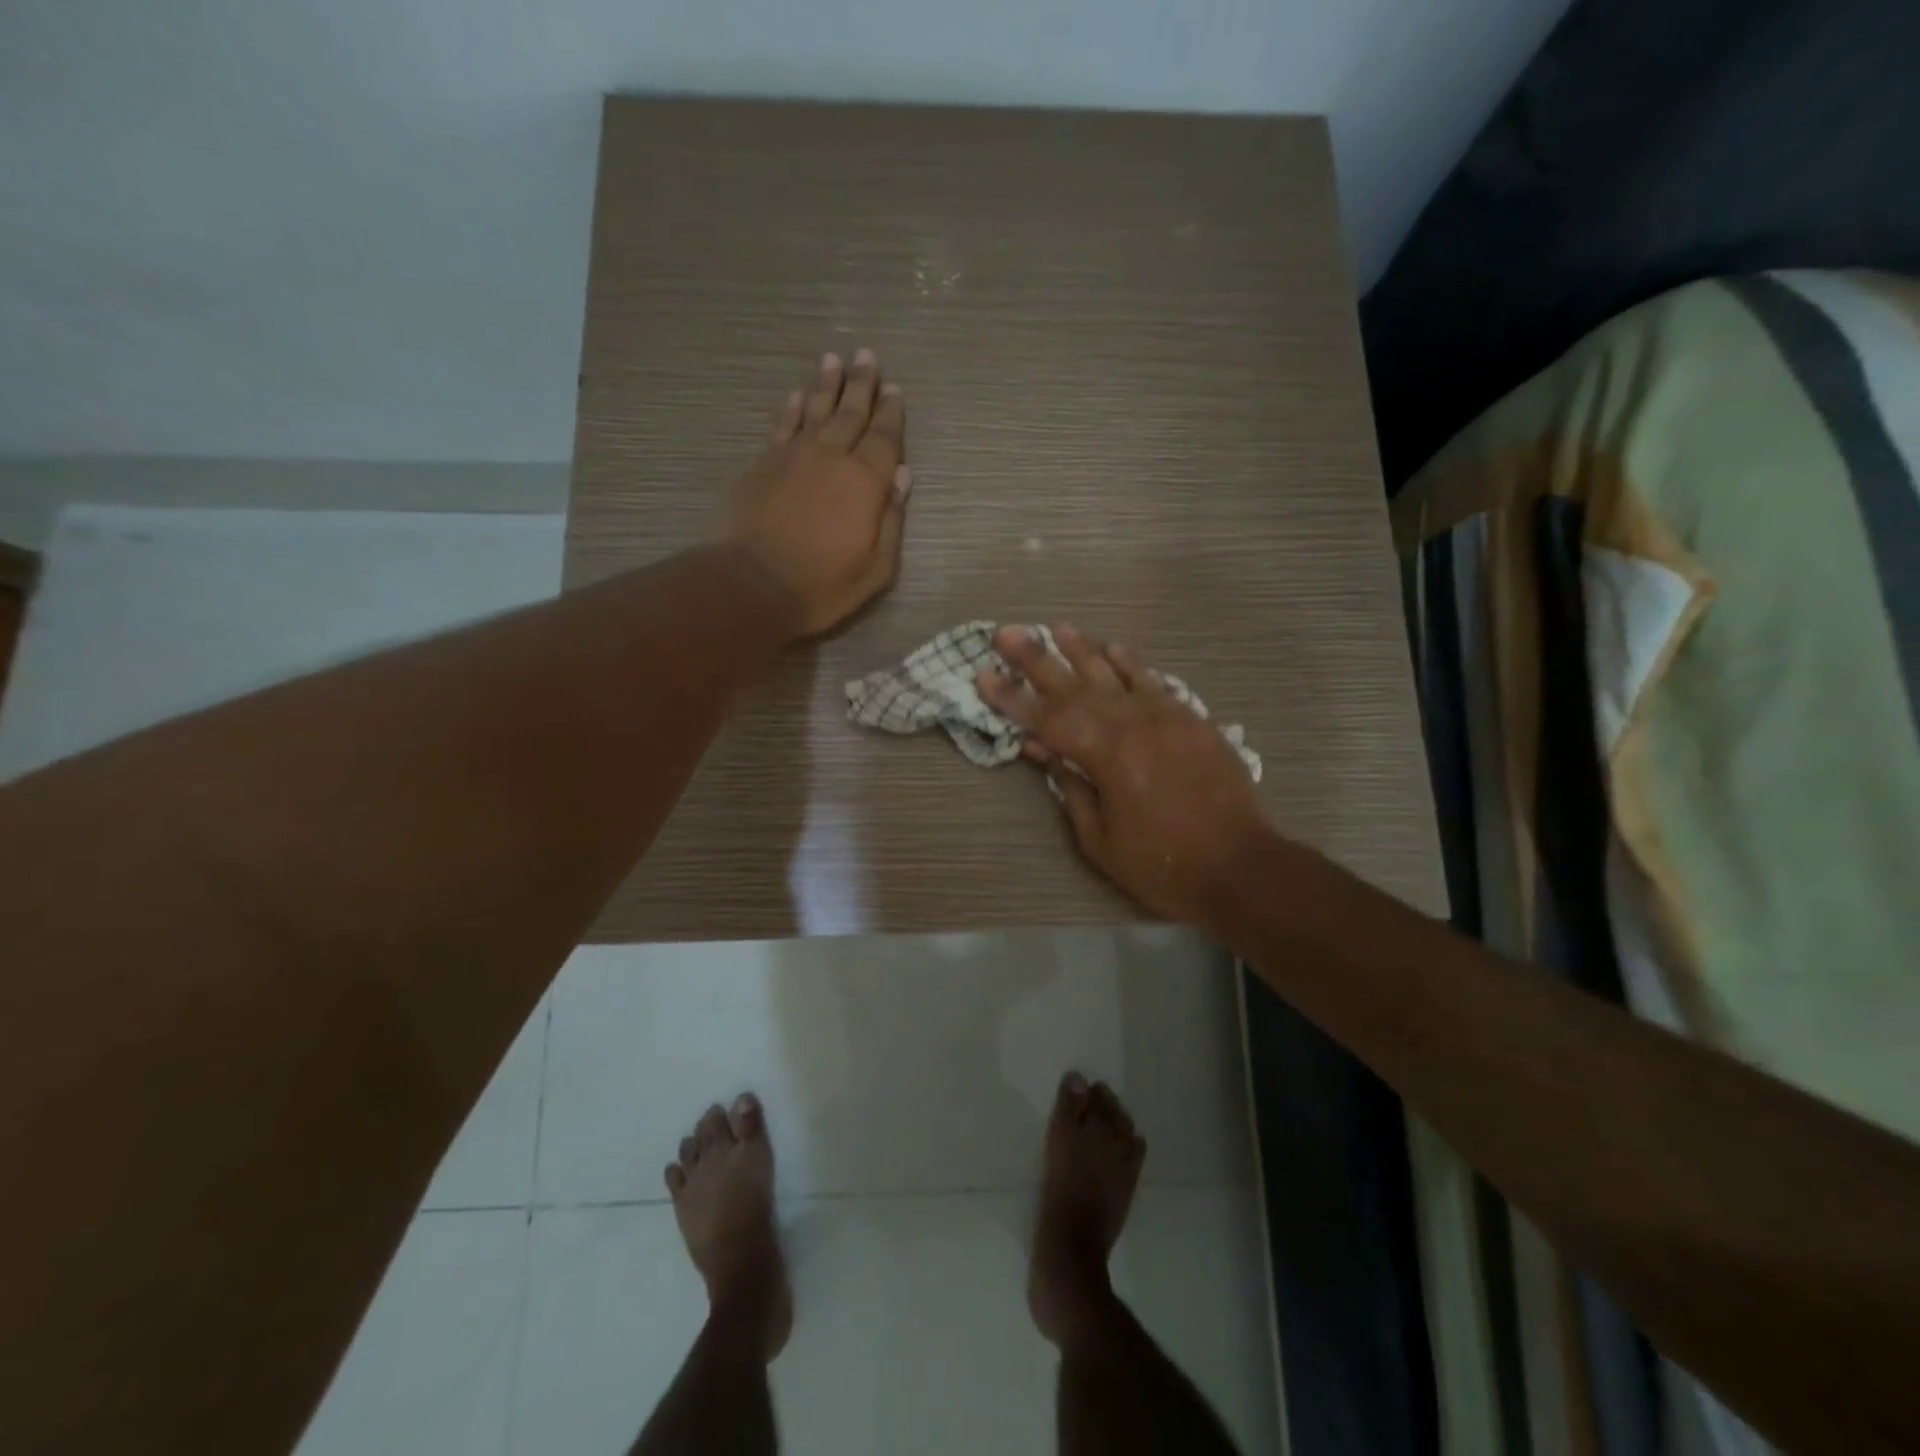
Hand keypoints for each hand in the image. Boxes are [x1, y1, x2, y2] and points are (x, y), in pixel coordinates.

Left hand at [719, 349, 911, 637]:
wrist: (754, 584)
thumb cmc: (824, 584)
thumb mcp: (876, 567)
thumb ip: (892, 519)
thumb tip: (902, 476)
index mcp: (866, 481)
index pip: (885, 437)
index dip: (891, 413)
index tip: (895, 389)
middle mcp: (832, 456)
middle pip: (851, 412)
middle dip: (861, 384)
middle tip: (866, 355)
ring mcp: (794, 456)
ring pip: (815, 409)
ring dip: (826, 384)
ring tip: (834, 359)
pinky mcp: (763, 464)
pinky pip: (782, 425)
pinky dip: (791, 408)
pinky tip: (796, 395)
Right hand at [977, 625, 1273, 927]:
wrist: (1242, 869)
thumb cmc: (1163, 867)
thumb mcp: (1100, 841)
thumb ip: (1071, 788)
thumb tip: (1042, 751)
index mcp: (1107, 756)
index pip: (1047, 719)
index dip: (1011, 699)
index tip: (983, 676)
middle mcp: (1134, 724)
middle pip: (1075, 686)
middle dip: (1036, 659)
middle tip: (1005, 633)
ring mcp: (1167, 717)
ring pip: (1115, 674)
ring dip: (1082, 650)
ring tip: (1055, 628)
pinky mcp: (1192, 720)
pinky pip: (1155, 682)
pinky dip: (1131, 663)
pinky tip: (1112, 646)